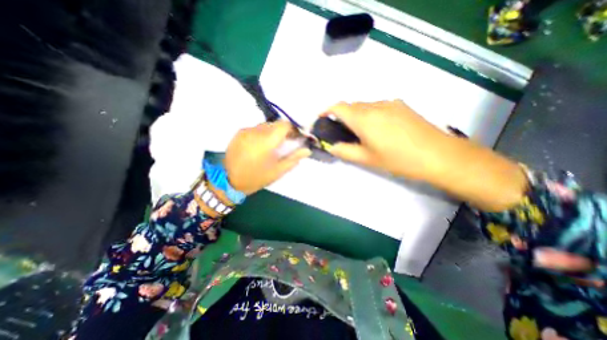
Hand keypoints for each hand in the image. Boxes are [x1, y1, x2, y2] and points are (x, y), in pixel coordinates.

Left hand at [223, 120, 312, 193]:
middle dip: (283, 131)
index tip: (296, 138)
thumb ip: (293, 158)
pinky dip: (262, 134)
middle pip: (275, 124)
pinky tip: (260, 146)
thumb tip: (307, 150)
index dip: (293, 129)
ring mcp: (246, 131)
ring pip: (265, 125)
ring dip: (272, 132)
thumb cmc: (256, 178)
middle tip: (286, 143)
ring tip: (272, 146)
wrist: (228, 180)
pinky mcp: (239, 133)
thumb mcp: (277, 171)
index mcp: (267, 141)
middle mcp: (256, 131)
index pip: (284, 125)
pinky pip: (255, 129)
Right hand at [322, 100, 526, 210]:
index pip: (338, 107)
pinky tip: (378, 129)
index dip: (325, 110)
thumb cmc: (398, 159)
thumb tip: (331, 146)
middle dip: (341, 116)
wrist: (439, 155)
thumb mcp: (367, 159)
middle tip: (341, 132)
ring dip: (356, 115)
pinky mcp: (401, 105)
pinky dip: (369, 114)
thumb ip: (345, 151)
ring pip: (364, 105)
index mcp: (364, 118)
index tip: (320, 119)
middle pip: (350, 105)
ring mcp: (390, 103)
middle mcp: (375, 105)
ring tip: (361, 133)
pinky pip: (377, 106)